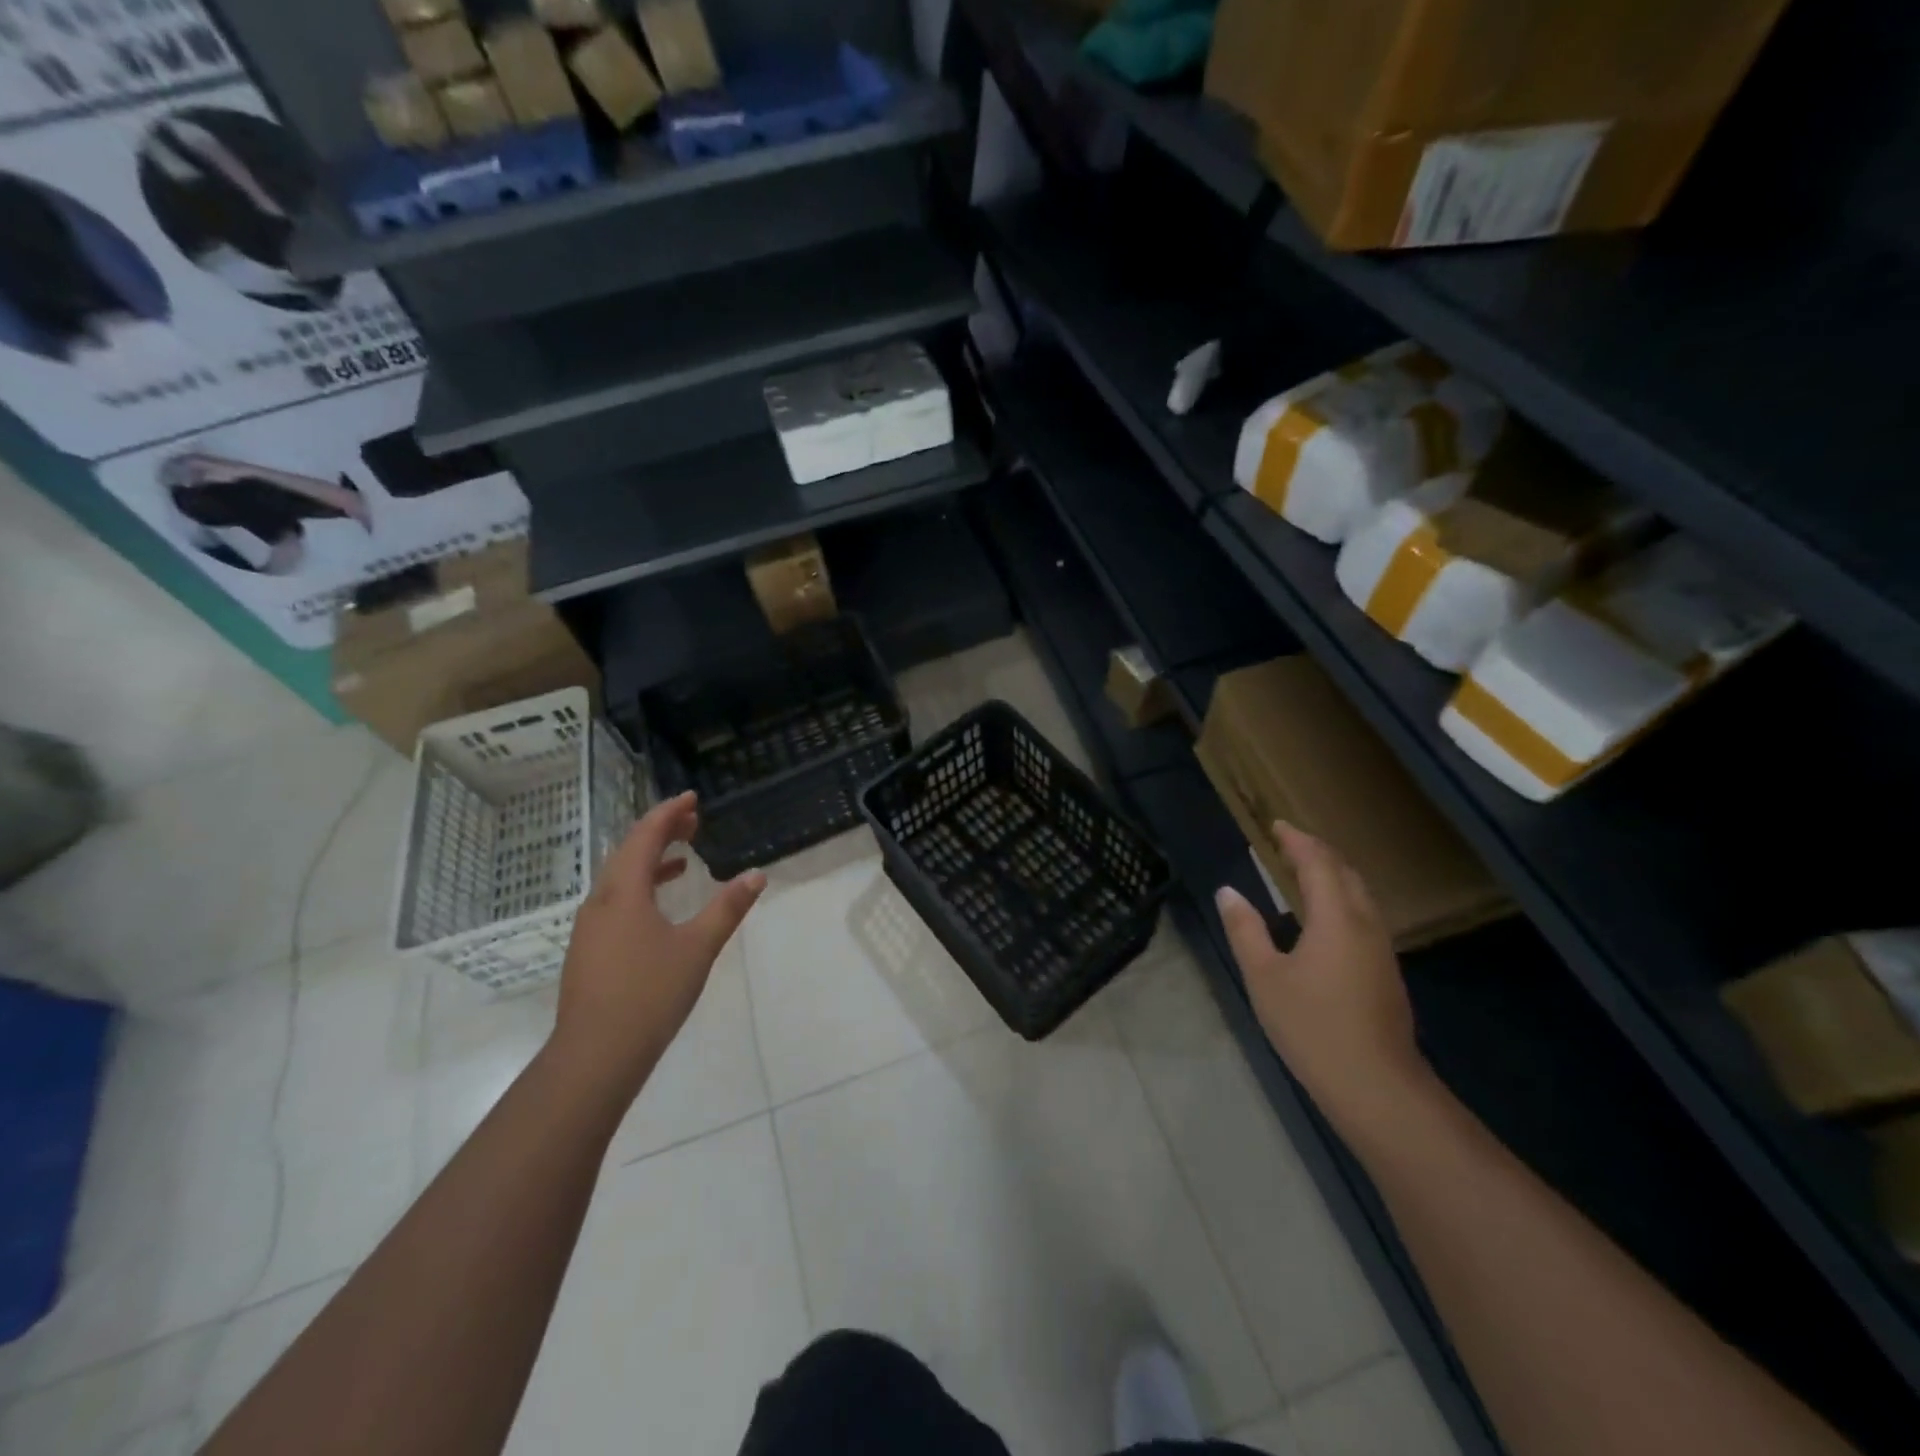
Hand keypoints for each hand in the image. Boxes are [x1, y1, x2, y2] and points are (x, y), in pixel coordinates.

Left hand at [550, 792, 765, 1102]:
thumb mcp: (698, 947)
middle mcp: (600, 901)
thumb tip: (757, 874)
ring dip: (650, 860)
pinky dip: (641, 888)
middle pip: (628, 852)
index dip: (669, 813)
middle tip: (693, 820)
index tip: (692, 798)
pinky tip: (661, 906)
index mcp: (624, 892)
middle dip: (660, 831)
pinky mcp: (589, 950)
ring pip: (620, 878)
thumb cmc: (650, 994)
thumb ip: (727, 908)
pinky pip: (616, 901)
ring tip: (683, 856)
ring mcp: (590, 928)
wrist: (595, 1055)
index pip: (644, 836)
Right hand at [1216, 822, 1431, 1138]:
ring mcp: (1381, 950)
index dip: (1298, 841)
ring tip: (1303, 872)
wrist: (1377, 1087)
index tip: (1277, 826)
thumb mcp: (1264, 977)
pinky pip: (1363, 916)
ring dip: (1333, 875)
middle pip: (1346, 873)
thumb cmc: (1313, 1027)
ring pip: (1360, 895)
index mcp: (1336, 918)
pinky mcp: (1385, 972)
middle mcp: (1365, 924)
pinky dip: (1341, 899)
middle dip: (1318, 852)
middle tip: (1288, 844)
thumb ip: (1245, 930)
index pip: (1319, 863)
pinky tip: (1323, 918)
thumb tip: (1228, 892)